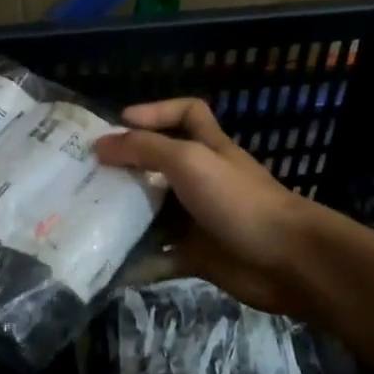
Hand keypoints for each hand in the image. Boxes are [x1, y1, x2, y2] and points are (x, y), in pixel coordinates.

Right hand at [95, 98, 321, 316]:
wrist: (287, 260)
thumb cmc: (238, 200)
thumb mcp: (189, 161)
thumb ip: (145, 148)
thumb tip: (101, 144)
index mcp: (208, 148)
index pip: (187, 113)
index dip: (156, 110)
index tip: (120, 122)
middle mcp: (203, 180)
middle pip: (160, 166)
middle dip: (127, 169)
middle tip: (86, 176)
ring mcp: (200, 220)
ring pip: (156, 213)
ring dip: (127, 216)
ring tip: (88, 218)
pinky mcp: (198, 256)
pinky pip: (161, 256)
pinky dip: (140, 261)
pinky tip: (111, 263)